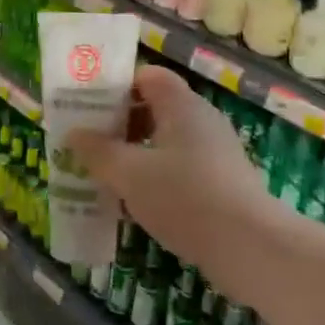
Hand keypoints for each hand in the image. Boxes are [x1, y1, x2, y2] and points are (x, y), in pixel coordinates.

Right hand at [65, 66, 270, 273]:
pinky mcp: (223, 182)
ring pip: (166, 141)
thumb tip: (73, 134)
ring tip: (106, 176)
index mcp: (181, 105)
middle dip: (120, 124)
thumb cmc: (184, 196)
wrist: (250, 247)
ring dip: (136, 154)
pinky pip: (181, 167)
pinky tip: (137, 203)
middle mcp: (202, 119)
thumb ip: (97, 151)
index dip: (117, 87)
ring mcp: (216, 152)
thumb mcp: (129, 174)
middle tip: (90, 144)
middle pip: (155, 108)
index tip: (89, 108)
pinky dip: (156, 177)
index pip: (147, 76)